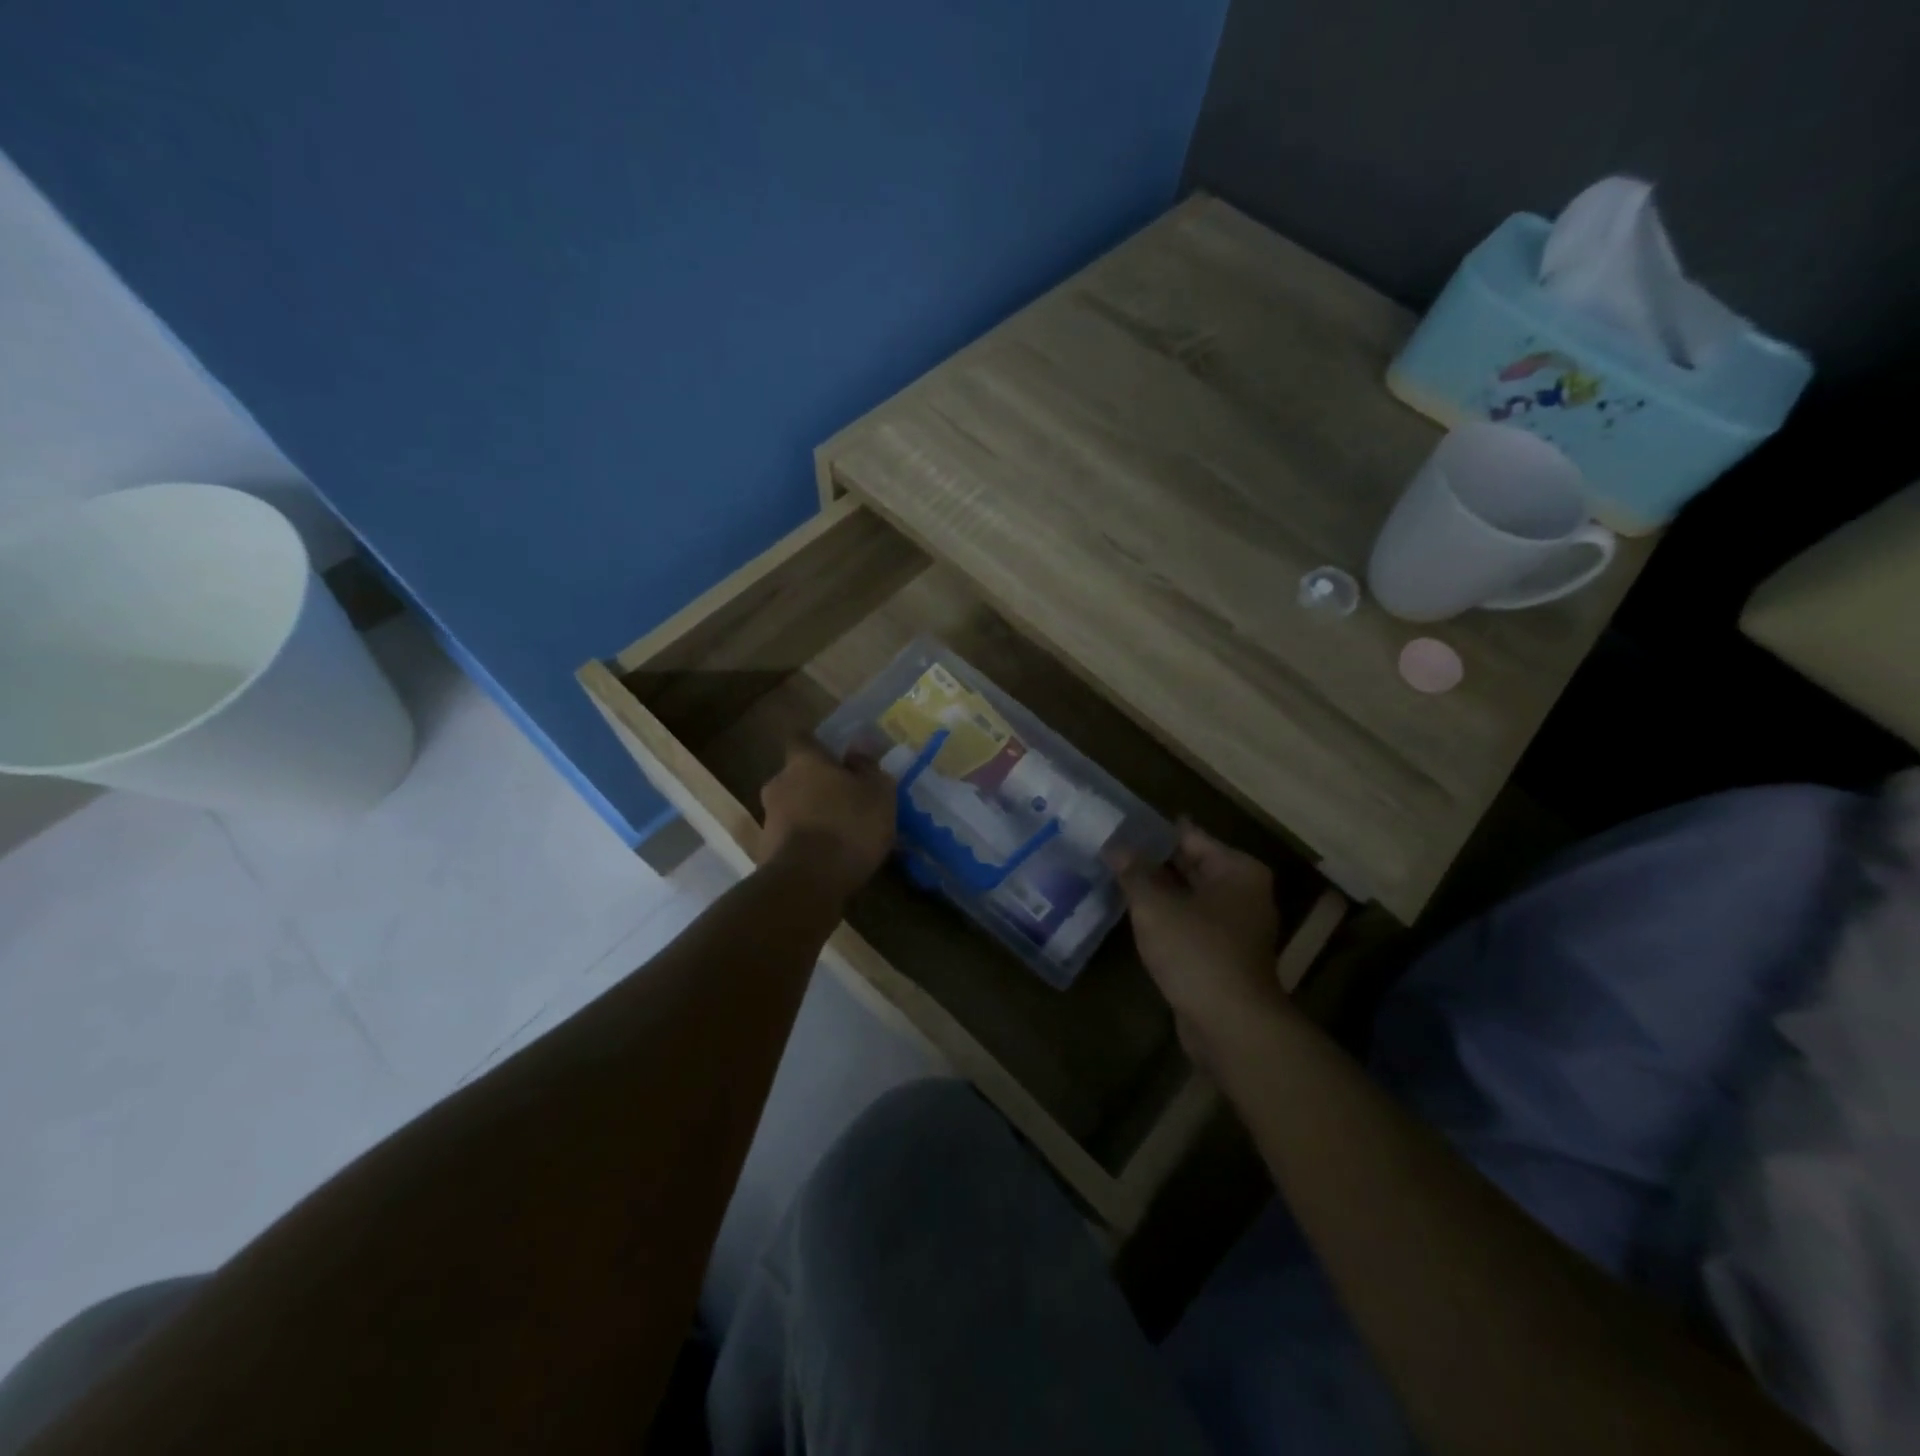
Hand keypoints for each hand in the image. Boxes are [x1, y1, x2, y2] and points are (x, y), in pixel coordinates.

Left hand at [758, 739, 895, 897]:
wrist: (806, 883)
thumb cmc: (847, 826)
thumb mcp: (878, 794)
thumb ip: (869, 768)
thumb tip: (857, 751)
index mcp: (803, 761)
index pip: (802, 738)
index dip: (818, 745)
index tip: (836, 755)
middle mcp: (779, 783)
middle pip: (796, 776)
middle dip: (816, 785)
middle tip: (844, 799)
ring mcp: (768, 819)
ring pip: (792, 808)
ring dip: (811, 815)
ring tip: (840, 834)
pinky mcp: (765, 852)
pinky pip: (791, 838)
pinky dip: (806, 843)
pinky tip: (828, 858)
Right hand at [1110, 824, 1288, 1062]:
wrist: (1230, 1025)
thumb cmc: (1197, 952)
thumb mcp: (1156, 906)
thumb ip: (1134, 873)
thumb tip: (1115, 847)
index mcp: (1237, 871)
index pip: (1191, 837)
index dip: (1156, 831)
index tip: (1124, 823)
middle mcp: (1243, 894)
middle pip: (1193, 866)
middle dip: (1155, 860)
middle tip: (1114, 848)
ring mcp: (1236, 928)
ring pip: (1190, 897)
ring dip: (1159, 891)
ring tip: (1117, 877)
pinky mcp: (1223, 957)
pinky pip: (1190, 924)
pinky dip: (1167, 918)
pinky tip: (1136, 915)